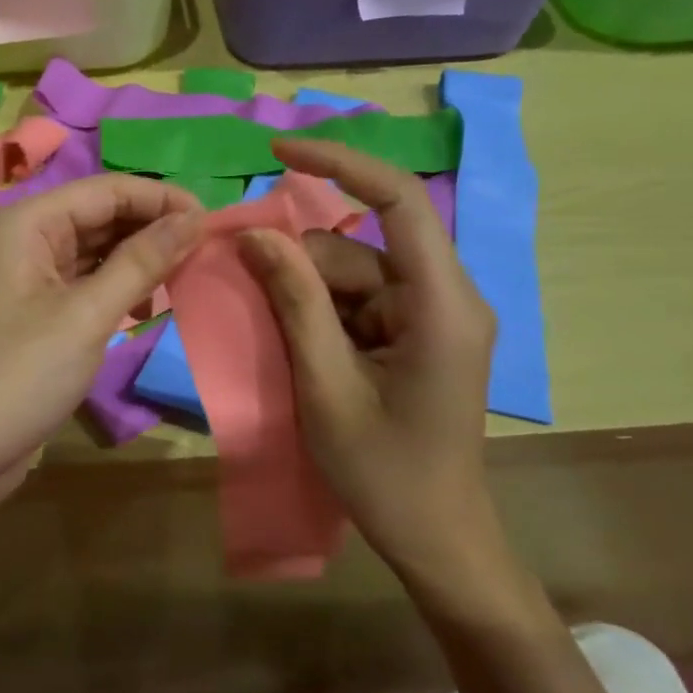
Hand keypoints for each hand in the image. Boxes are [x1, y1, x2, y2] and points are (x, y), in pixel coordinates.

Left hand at [0, 175, 204, 517]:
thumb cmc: (21, 377)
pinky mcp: (38, 308)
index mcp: (27, 223)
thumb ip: (142, 261)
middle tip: (207, 250)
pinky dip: (120, 285)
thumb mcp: (87, 316)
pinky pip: (87, 279)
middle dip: (153, 227)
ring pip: (97, 248)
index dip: (161, 199)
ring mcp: (30, 274)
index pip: (106, 190)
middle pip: (101, 214)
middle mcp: (26, 237)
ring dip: (140, 257)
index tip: (214, 221)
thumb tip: (194, 219)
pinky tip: (148, 303)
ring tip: (187, 273)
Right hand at [236, 138, 511, 597]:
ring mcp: (430, 316)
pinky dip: (319, 314)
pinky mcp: (415, 334)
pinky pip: (356, 301)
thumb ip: (294, 303)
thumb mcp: (326, 386)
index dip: (341, 165)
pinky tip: (299, 350)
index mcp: (441, 305)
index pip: (399, 202)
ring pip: (352, 274)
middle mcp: (444, 297)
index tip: (278, 153)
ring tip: (278, 342)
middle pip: (359, 246)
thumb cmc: (385, 472)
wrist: (436, 539)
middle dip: (300, 263)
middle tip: (247, 290)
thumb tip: (257, 235)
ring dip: (305, 294)